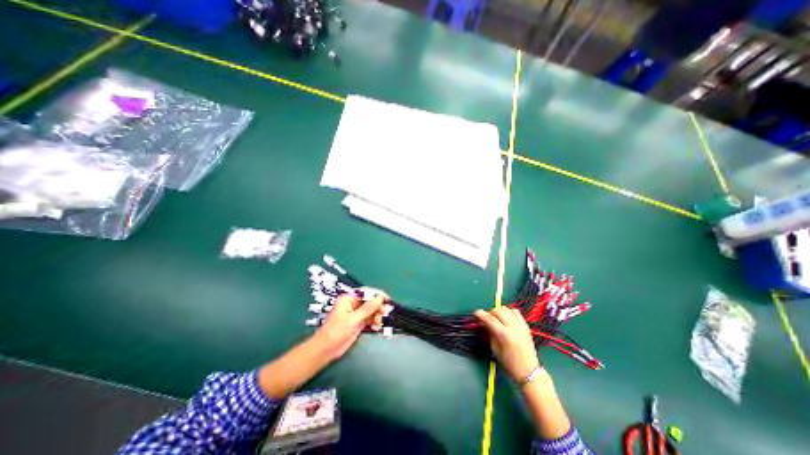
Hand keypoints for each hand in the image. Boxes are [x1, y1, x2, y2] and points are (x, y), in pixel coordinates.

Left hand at [311, 289, 386, 360]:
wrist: (326, 350)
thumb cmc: (336, 331)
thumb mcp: (353, 319)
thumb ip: (367, 308)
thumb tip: (379, 298)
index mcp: (348, 299)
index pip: (365, 292)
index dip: (377, 294)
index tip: (387, 299)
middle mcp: (353, 304)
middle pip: (370, 301)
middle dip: (378, 307)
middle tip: (384, 313)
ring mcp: (356, 314)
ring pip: (372, 310)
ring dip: (377, 315)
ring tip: (378, 323)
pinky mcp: (359, 323)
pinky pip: (370, 319)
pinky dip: (375, 322)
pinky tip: (376, 327)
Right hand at [472, 305, 538, 382]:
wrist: (529, 371)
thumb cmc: (509, 363)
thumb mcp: (495, 349)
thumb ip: (490, 333)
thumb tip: (485, 323)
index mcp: (504, 335)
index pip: (490, 319)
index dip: (481, 314)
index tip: (476, 312)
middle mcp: (513, 327)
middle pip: (498, 311)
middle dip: (490, 312)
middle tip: (487, 318)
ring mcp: (520, 325)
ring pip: (507, 309)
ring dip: (499, 311)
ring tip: (497, 318)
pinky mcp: (525, 325)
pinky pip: (516, 312)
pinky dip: (509, 312)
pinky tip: (506, 318)